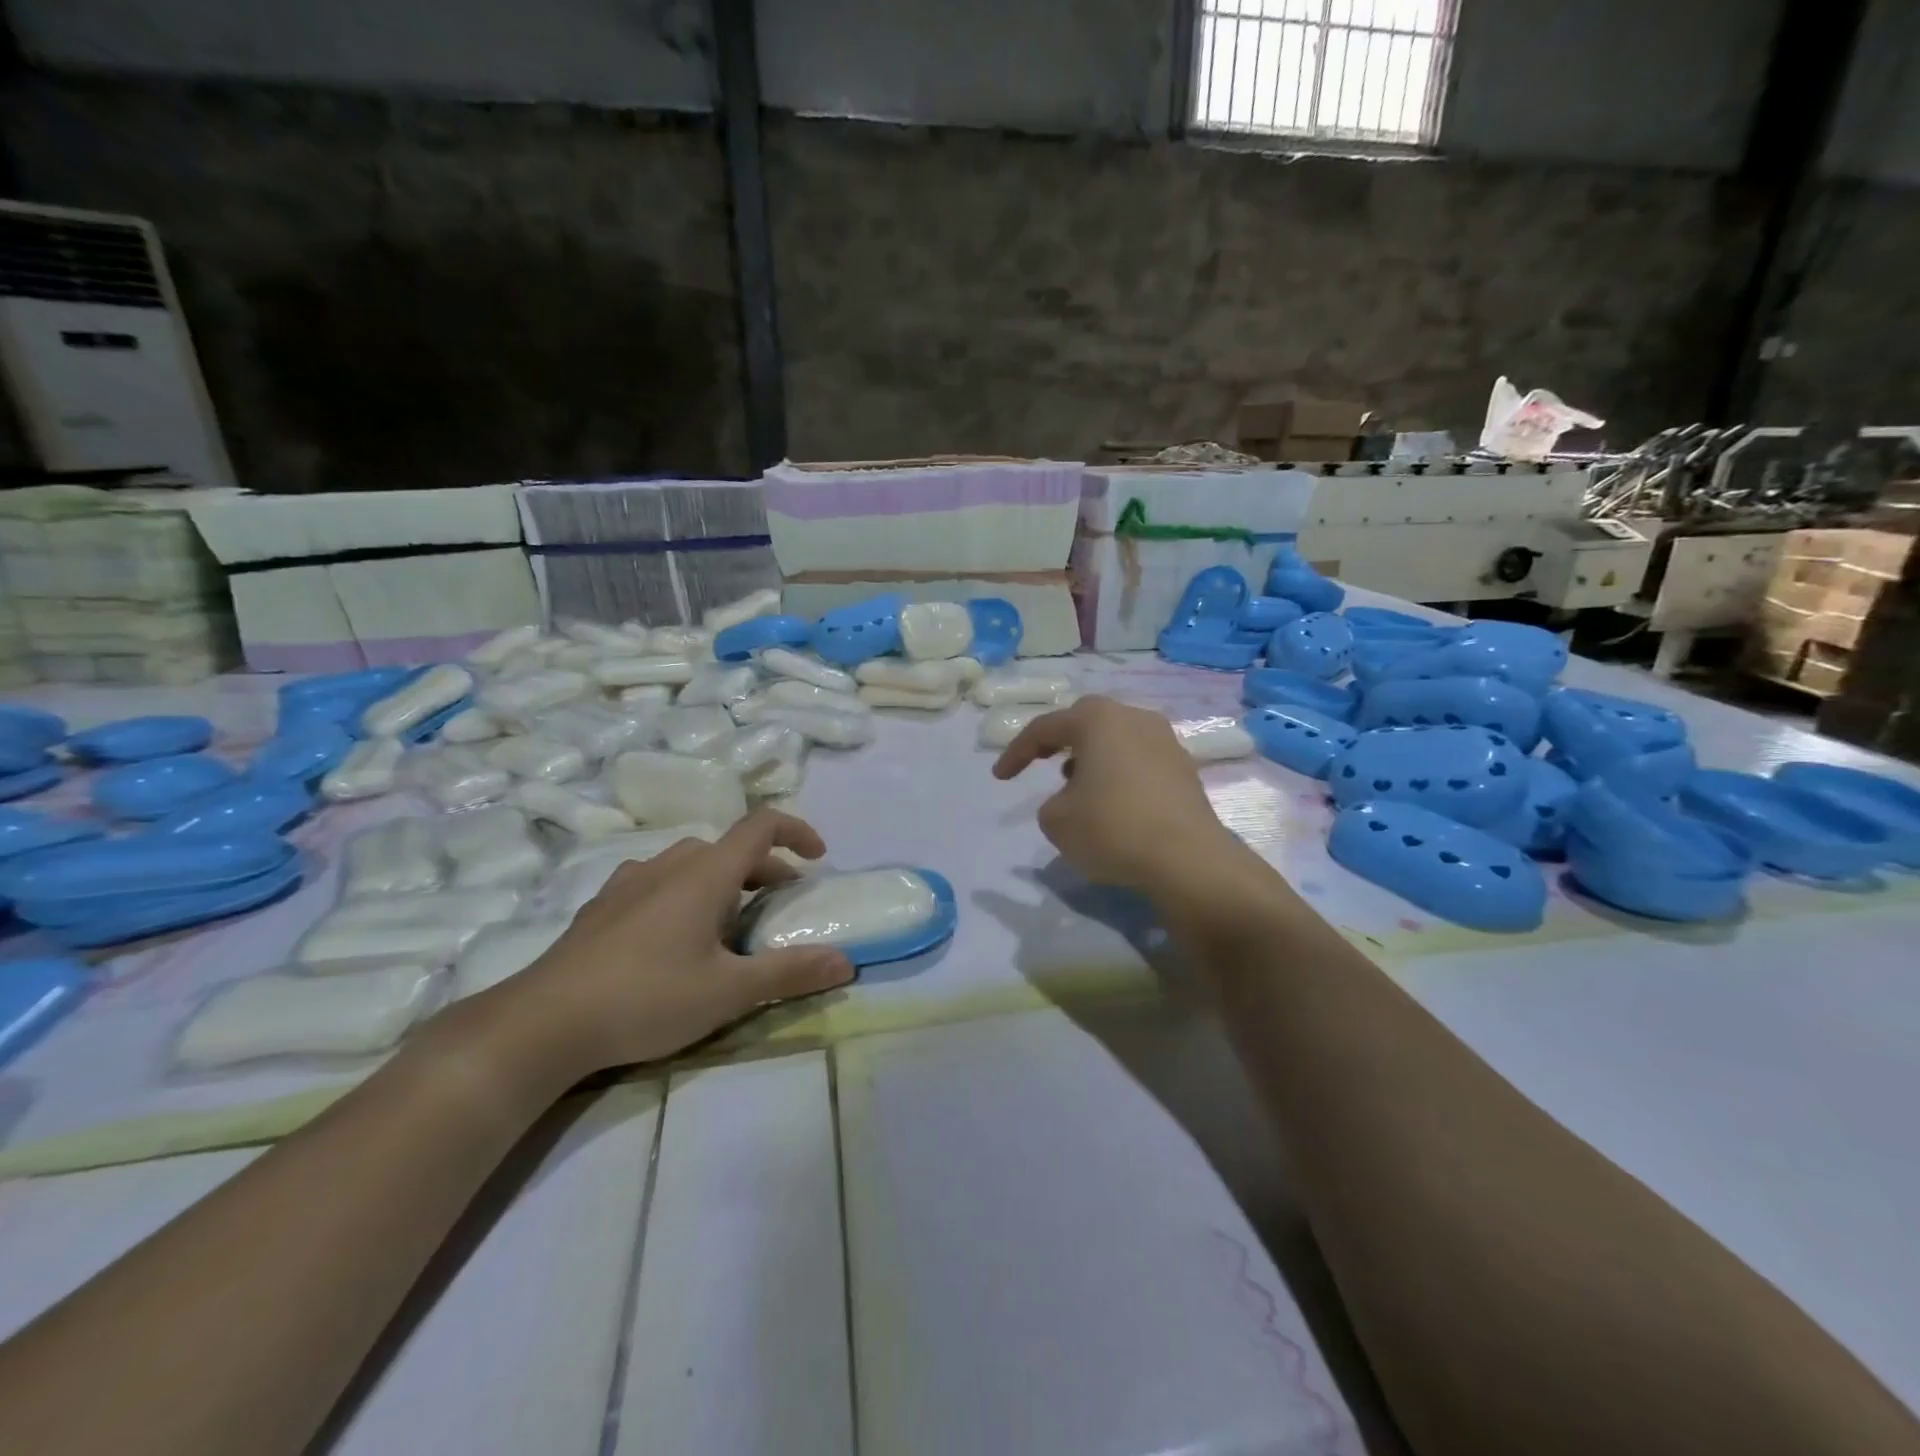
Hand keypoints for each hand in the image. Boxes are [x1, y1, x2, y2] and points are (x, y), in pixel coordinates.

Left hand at [496, 809, 853, 1074]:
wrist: (542, 1022)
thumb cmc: (648, 997)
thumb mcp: (729, 991)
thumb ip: (790, 972)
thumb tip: (847, 961)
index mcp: (705, 873)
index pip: (761, 825)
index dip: (797, 831)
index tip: (818, 858)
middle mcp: (668, 864)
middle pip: (729, 848)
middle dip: (764, 869)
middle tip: (779, 906)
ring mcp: (628, 882)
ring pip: (690, 864)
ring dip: (723, 881)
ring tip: (729, 923)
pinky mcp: (601, 906)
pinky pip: (657, 882)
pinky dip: (683, 893)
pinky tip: (672, 937)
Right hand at [993, 695, 1237, 891]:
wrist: (1187, 860)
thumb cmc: (1112, 829)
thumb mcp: (1056, 821)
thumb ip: (1052, 803)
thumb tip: (1073, 798)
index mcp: (1098, 720)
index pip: (1045, 727)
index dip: (1016, 752)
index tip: (1000, 777)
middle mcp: (1134, 718)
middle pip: (1087, 721)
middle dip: (1059, 740)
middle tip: (1041, 761)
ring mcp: (1166, 741)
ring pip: (1117, 739)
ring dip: (1092, 756)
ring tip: (1077, 786)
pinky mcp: (1185, 769)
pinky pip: (1139, 761)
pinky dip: (1119, 773)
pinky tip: (1113, 801)